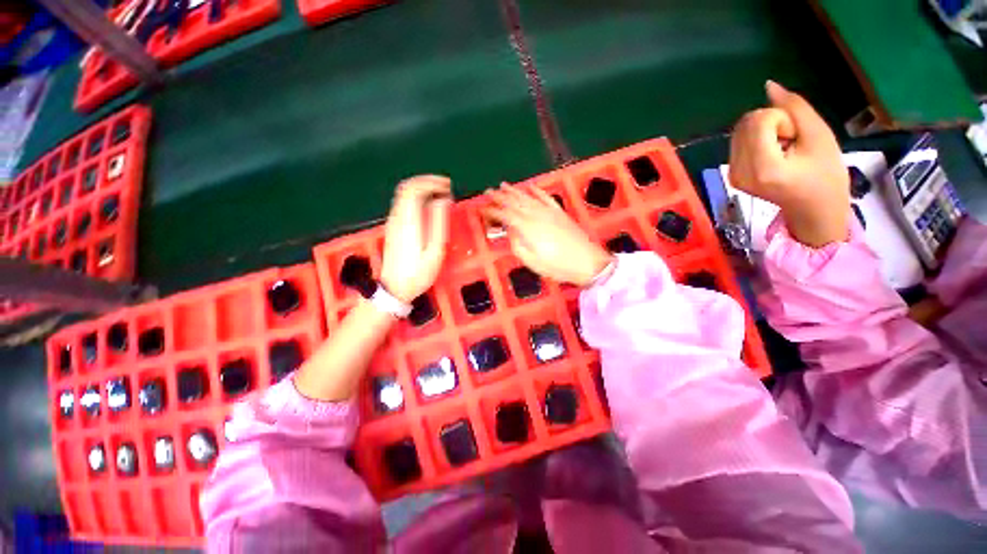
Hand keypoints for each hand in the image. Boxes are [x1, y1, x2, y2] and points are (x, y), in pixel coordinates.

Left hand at [380, 175, 452, 302]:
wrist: (394, 289)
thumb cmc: (418, 273)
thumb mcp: (435, 251)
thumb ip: (438, 223)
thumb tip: (443, 201)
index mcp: (409, 221)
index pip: (414, 189)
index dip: (431, 182)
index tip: (447, 186)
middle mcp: (397, 218)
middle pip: (406, 188)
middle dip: (426, 182)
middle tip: (445, 187)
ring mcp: (393, 222)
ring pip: (403, 195)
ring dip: (422, 190)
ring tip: (440, 195)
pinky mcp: (393, 228)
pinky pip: (403, 204)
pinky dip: (417, 199)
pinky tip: (429, 207)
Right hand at [484, 184, 612, 286]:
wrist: (587, 262)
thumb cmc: (557, 266)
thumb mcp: (532, 261)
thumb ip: (517, 244)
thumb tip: (510, 231)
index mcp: (527, 228)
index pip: (505, 215)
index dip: (492, 211)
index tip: (482, 209)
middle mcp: (536, 215)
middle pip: (514, 202)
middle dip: (499, 197)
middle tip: (487, 192)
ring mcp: (549, 212)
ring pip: (527, 197)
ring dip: (514, 190)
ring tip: (502, 185)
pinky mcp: (559, 212)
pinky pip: (545, 197)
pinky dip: (537, 190)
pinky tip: (530, 186)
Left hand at [729, 81, 849, 246]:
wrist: (813, 209)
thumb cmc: (825, 175)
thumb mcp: (819, 136)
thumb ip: (794, 107)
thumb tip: (768, 85)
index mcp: (762, 167)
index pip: (758, 120)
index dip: (781, 119)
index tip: (795, 137)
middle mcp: (739, 172)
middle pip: (746, 123)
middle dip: (772, 123)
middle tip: (790, 143)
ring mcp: (732, 175)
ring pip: (740, 130)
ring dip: (764, 130)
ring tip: (783, 149)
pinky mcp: (731, 175)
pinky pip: (738, 142)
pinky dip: (756, 140)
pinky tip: (772, 154)